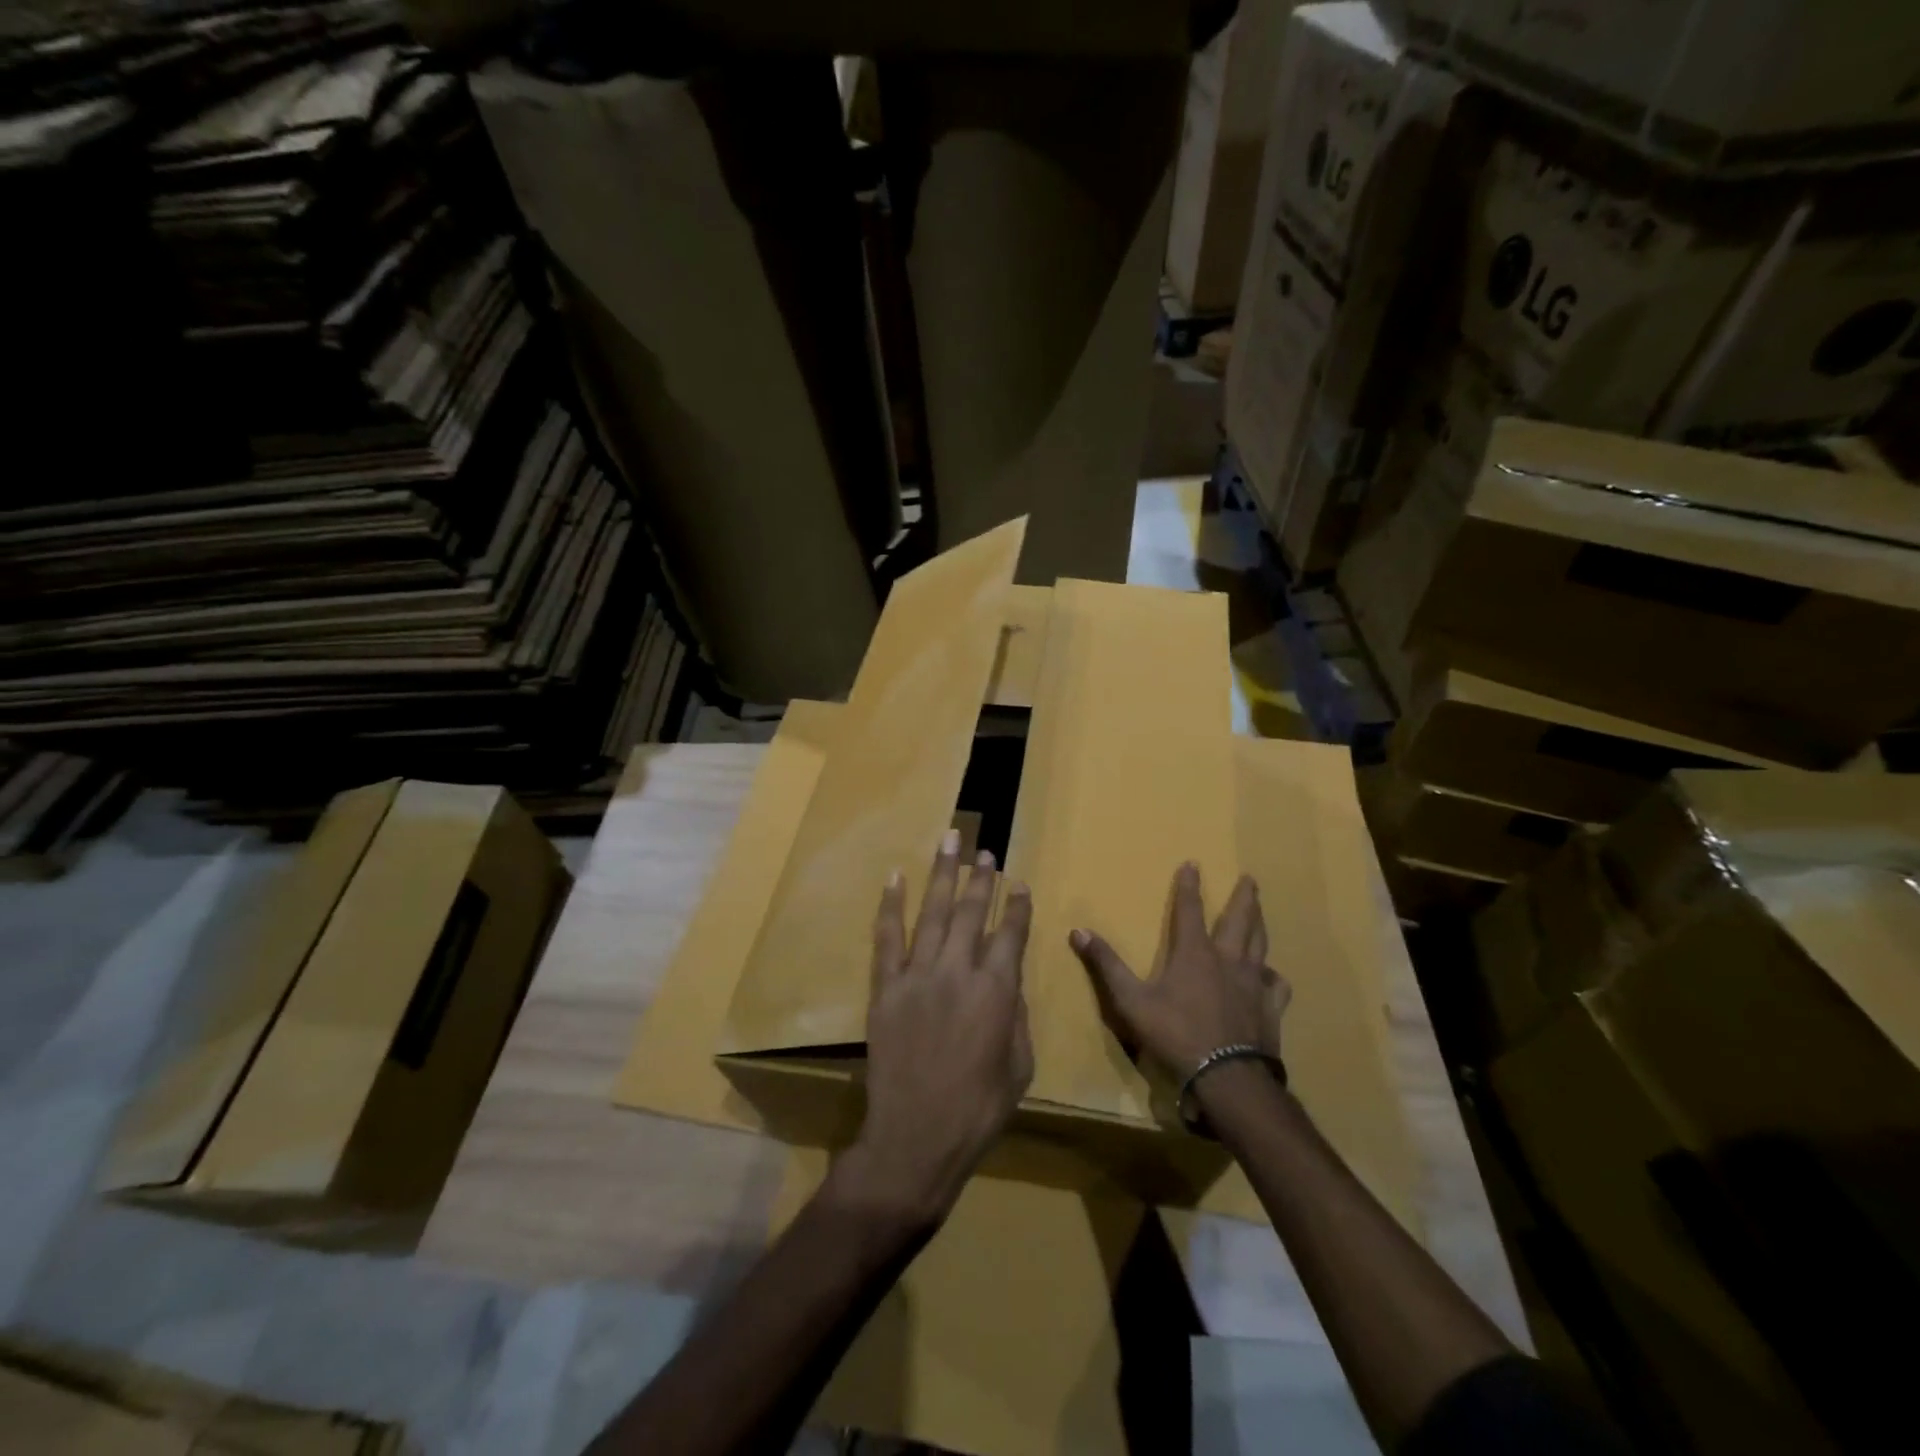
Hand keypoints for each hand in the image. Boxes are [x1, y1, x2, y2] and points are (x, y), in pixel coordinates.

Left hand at [845, 830, 1033, 1226]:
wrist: (916, 1137)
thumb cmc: (978, 1109)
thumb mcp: (1020, 1066)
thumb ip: (1015, 1015)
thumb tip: (1007, 981)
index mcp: (996, 991)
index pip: (1011, 935)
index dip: (1017, 907)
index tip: (1020, 884)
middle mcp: (958, 972)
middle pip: (972, 912)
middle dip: (981, 879)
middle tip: (985, 852)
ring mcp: (917, 976)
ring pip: (933, 913)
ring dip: (942, 874)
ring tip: (950, 840)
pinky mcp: (885, 988)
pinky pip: (887, 938)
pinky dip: (891, 906)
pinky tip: (895, 878)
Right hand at [1070, 863, 1289, 1081]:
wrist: (1227, 1076)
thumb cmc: (1175, 1034)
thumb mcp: (1131, 1000)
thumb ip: (1107, 965)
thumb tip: (1079, 931)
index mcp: (1194, 953)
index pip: (1190, 910)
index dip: (1190, 886)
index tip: (1193, 864)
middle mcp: (1227, 960)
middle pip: (1238, 920)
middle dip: (1242, 897)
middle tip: (1250, 878)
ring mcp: (1253, 983)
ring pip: (1260, 945)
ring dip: (1260, 924)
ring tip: (1261, 911)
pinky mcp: (1270, 1008)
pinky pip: (1276, 984)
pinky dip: (1273, 975)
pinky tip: (1272, 975)